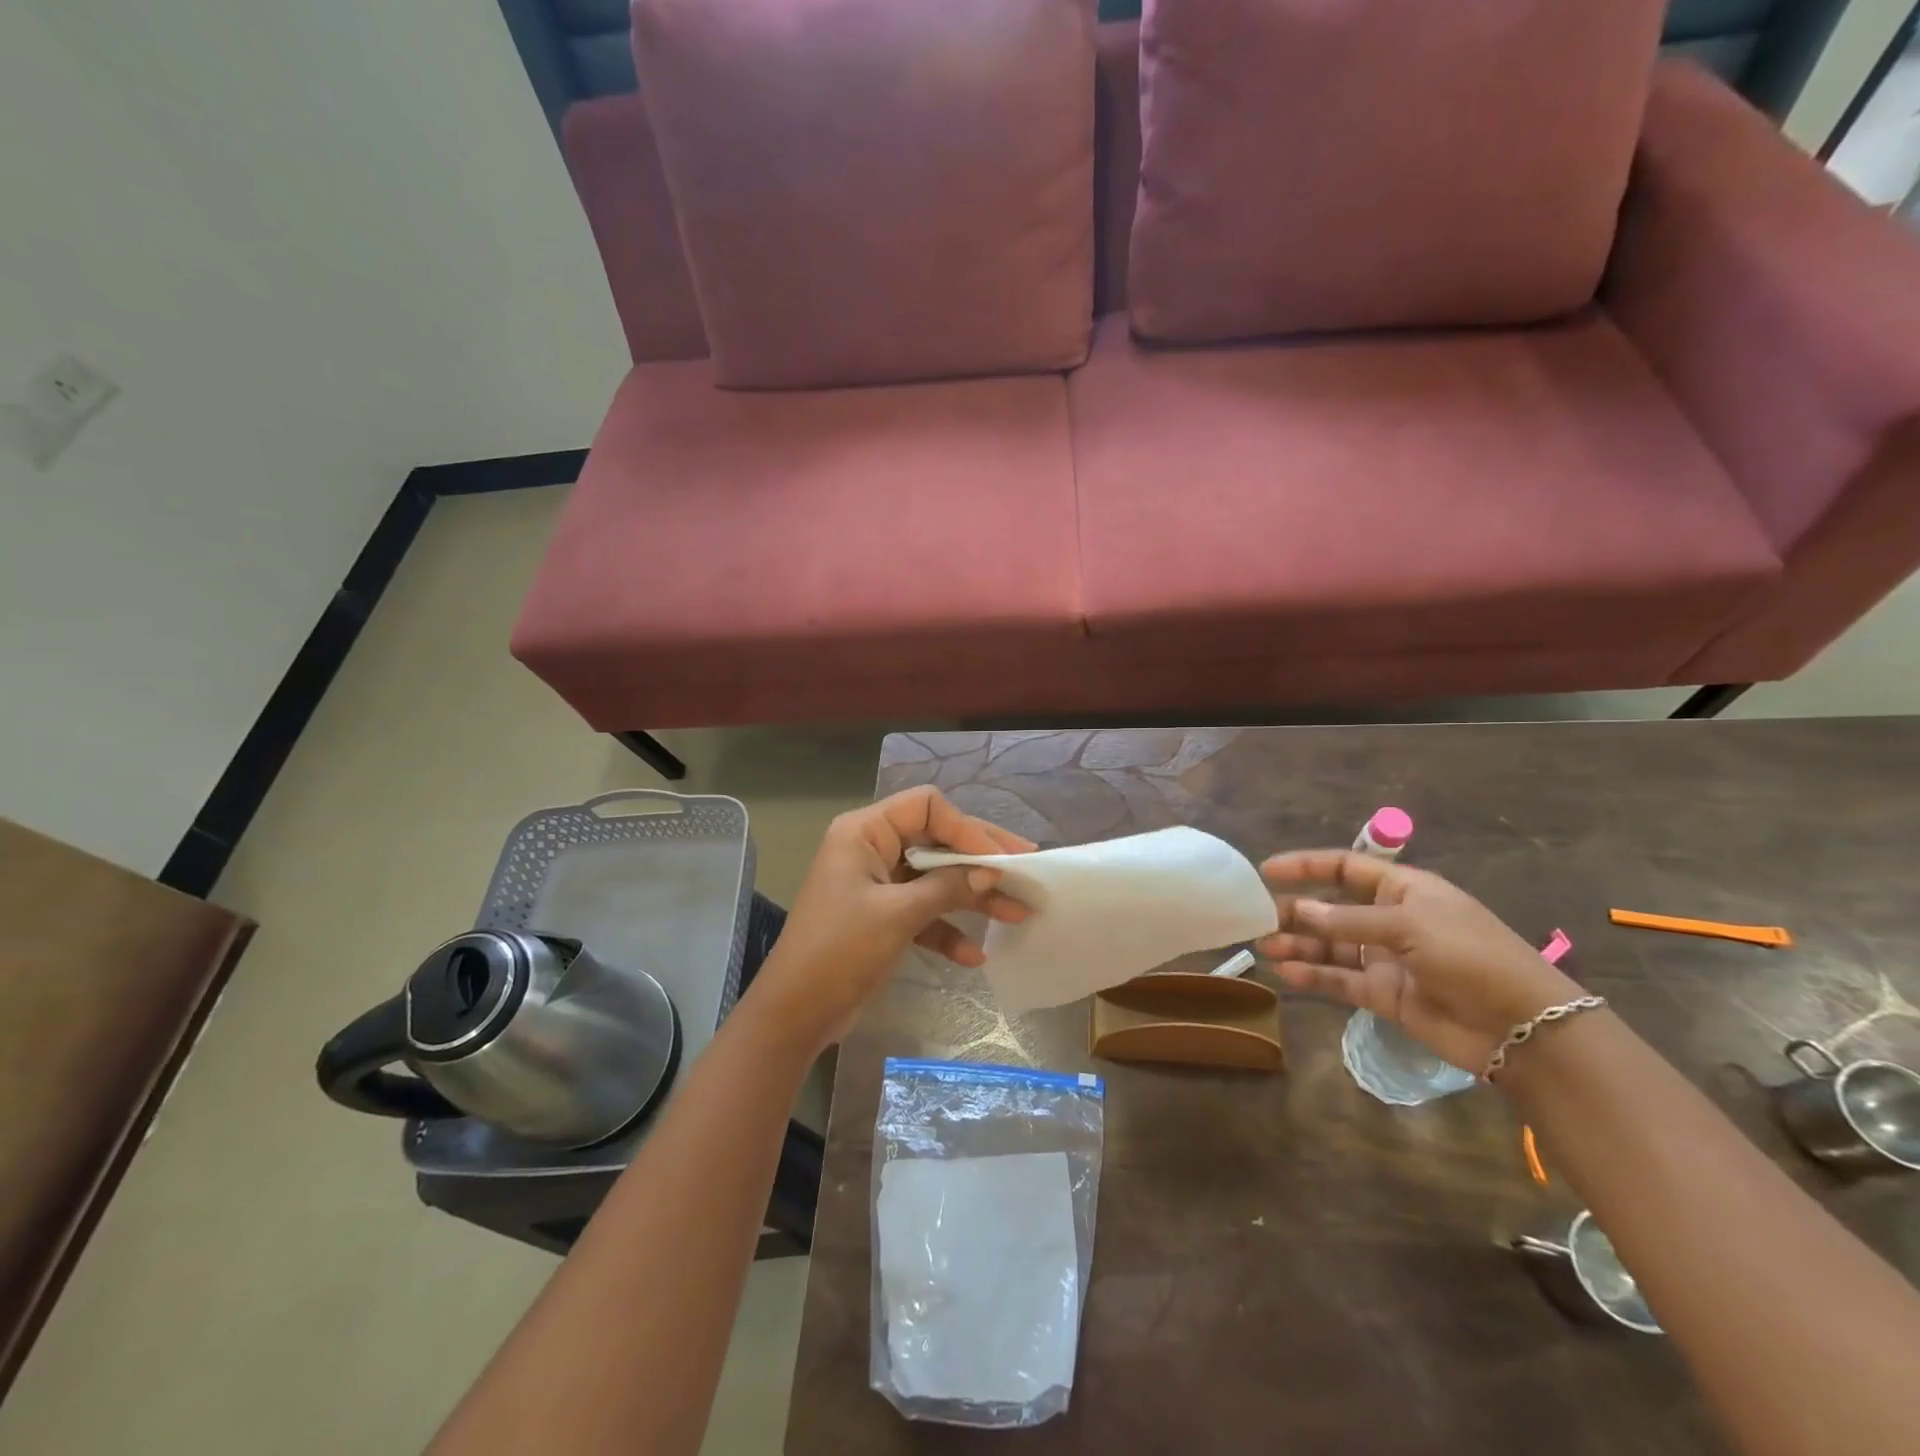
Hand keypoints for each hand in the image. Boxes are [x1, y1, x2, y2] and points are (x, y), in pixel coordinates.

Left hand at [745, 787, 1033, 1051]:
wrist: (795, 1014)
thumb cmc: (840, 950)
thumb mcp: (898, 915)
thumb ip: (948, 888)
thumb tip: (993, 872)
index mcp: (865, 833)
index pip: (927, 807)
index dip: (966, 828)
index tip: (1000, 858)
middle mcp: (872, 849)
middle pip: (937, 840)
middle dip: (980, 859)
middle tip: (1026, 869)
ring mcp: (878, 885)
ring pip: (935, 878)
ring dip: (973, 897)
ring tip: (1018, 913)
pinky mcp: (883, 918)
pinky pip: (924, 912)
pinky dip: (947, 929)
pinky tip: (973, 955)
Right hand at [1256, 850, 1580, 1073]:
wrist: (1523, 1028)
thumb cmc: (1470, 957)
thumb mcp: (1409, 926)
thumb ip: (1348, 921)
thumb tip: (1297, 909)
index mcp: (1404, 890)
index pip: (1345, 868)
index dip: (1306, 866)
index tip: (1267, 870)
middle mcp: (1391, 920)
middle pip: (1331, 908)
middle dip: (1295, 911)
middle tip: (1258, 917)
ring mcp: (1386, 958)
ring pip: (1330, 945)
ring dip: (1298, 944)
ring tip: (1264, 947)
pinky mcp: (1384, 994)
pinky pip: (1339, 980)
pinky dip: (1313, 975)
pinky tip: (1287, 973)